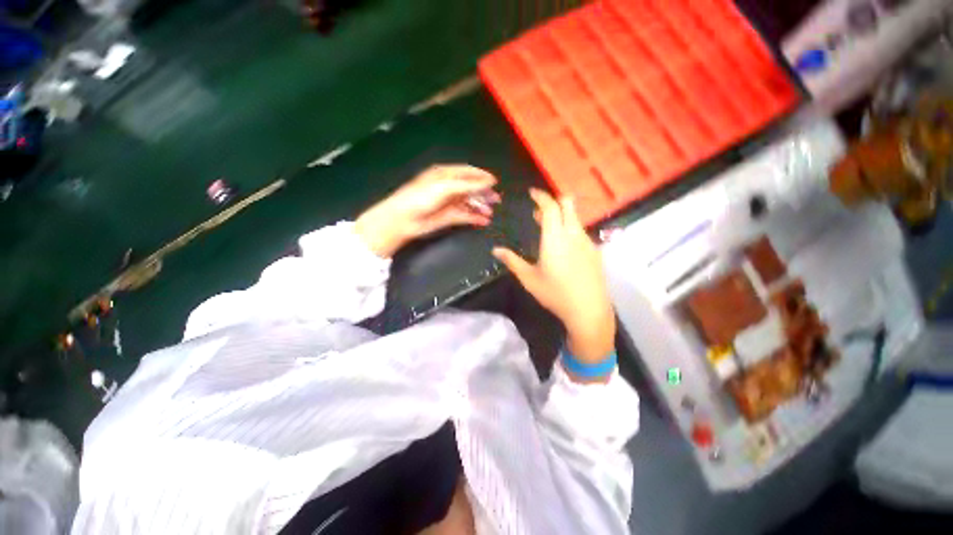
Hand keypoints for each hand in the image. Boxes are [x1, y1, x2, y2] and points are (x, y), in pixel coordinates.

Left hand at [355, 165, 499, 257]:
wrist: (403, 219)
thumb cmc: (421, 197)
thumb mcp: (445, 187)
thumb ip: (468, 184)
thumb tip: (489, 182)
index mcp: (445, 174)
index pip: (467, 172)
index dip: (481, 176)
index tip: (495, 182)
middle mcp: (448, 187)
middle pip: (470, 188)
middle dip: (483, 193)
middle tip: (497, 200)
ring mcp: (448, 203)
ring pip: (469, 203)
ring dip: (480, 207)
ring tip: (491, 212)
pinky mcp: (448, 217)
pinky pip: (465, 216)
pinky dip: (475, 218)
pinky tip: (484, 221)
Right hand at [493, 189, 614, 363]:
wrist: (589, 310)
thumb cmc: (555, 294)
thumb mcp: (529, 279)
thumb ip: (512, 261)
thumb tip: (495, 250)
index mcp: (555, 238)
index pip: (551, 207)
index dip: (541, 196)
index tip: (532, 193)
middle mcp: (573, 234)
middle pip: (568, 205)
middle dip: (554, 201)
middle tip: (539, 211)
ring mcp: (587, 242)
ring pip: (575, 218)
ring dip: (561, 216)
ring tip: (548, 228)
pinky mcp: (595, 251)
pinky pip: (581, 231)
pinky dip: (569, 228)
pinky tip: (563, 246)